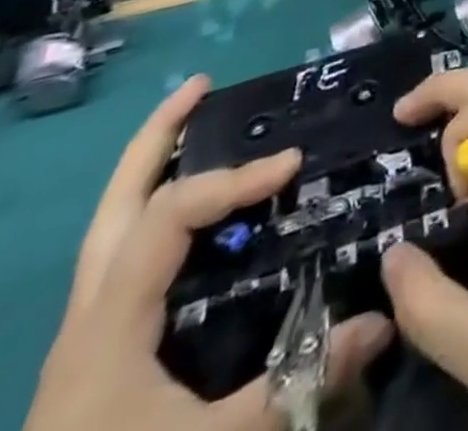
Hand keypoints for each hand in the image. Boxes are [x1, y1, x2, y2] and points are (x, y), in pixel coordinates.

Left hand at [25, 76, 393, 430]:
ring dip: (149, 170)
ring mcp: (84, 335)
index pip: (171, 215)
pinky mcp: (93, 354)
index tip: (291, 165)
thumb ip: (300, 381)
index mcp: (109, 326)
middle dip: (155, 138)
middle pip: (114, 204)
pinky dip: (153, 214)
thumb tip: (383, 321)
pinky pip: (122, 256)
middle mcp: (88, 316)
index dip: (233, 179)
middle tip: (202, 87)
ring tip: (192, 126)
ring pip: (109, 228)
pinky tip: (190, 220)